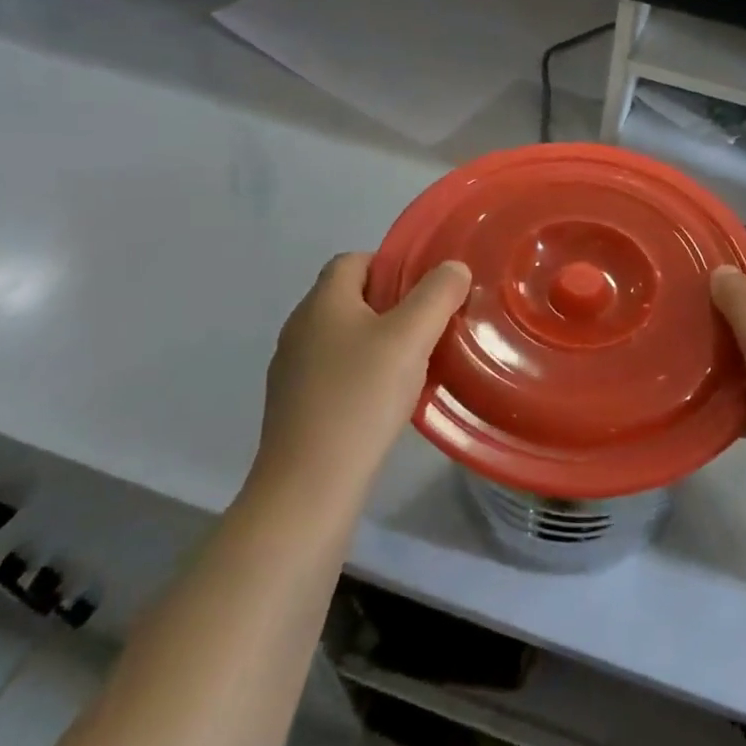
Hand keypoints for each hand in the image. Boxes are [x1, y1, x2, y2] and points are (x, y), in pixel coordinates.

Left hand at [249, 253, 471, 502]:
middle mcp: (300, 328)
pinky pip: (336, 372)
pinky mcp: (295, 406)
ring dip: (380, 342)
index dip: (392, 264)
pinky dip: (364, 374)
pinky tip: (388, 400)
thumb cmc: (361, 398)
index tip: (427, 289)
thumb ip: (436, 295)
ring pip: (344, 337)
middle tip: (431, 325)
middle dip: (392, 304)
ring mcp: (292, 370)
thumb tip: (453, 268)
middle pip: (350, 297)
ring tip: (416, 363)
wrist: (309, 485)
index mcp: (322, 302)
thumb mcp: (410, 338)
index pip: (354, 260)